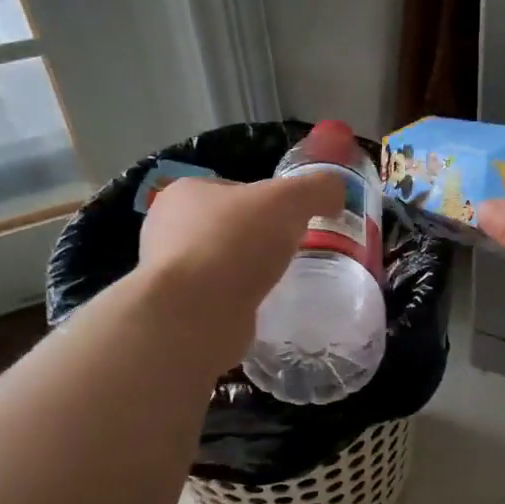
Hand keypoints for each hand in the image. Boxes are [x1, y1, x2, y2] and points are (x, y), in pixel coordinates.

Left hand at [129, 173, 342, 375]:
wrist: (194, 315)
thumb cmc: (235, 244)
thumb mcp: (289, 200)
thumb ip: (318, 188)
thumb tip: (336, 191)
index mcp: (186, 192)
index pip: (237, 190)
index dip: (270, 203)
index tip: (294, 222)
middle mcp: (168, 228)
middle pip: (230, 227)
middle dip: (259, 240)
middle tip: (291, 253)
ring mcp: (169, 271)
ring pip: (223, 264)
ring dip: (248, 273)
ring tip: (278, 283)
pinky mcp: (178, 309)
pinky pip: (218, 298)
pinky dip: (238, 302)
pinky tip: (258, 308)